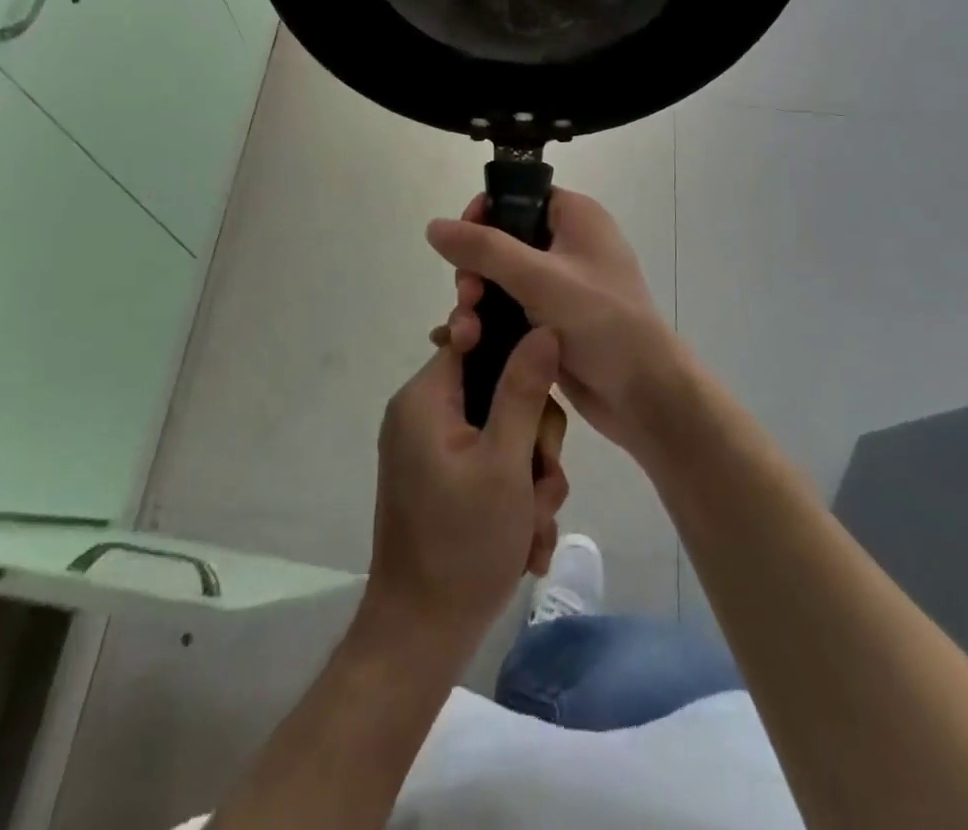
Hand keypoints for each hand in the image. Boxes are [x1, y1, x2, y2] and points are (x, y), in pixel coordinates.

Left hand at [363, 326, 569, 657]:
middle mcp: (426, 415)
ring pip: (507, 434)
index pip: (474, 338)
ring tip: (532, 525)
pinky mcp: (447, 482)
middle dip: (534, 440)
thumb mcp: (505, 462)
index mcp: (426, 398)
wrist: (421, 639)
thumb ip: (525, 389)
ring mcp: (436, 451)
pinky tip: (526, 543)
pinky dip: (516, 499)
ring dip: (532, 479)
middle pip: (500, 391)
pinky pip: (494, 466)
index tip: (546, 387)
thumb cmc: (463, 544)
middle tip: (541, 483)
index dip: (517, 353)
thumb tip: (543, 328)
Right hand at [427, 189, 692, 457]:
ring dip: (476, 304)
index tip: (461, 247)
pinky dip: (488, 324)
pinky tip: (464, 345)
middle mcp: (568, 244)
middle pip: (501, 241)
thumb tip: (434, 225)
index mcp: (575, 217)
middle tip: (468, 300)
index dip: (483, 216)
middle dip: (474, 271)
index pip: (518, 196)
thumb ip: (484, 249)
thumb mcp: (539, 278)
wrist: (644, 396)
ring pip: (500, 281)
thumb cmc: (602, 323)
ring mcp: (560, 285)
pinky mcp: (552, 321)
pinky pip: (509, 311)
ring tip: (465, 336)